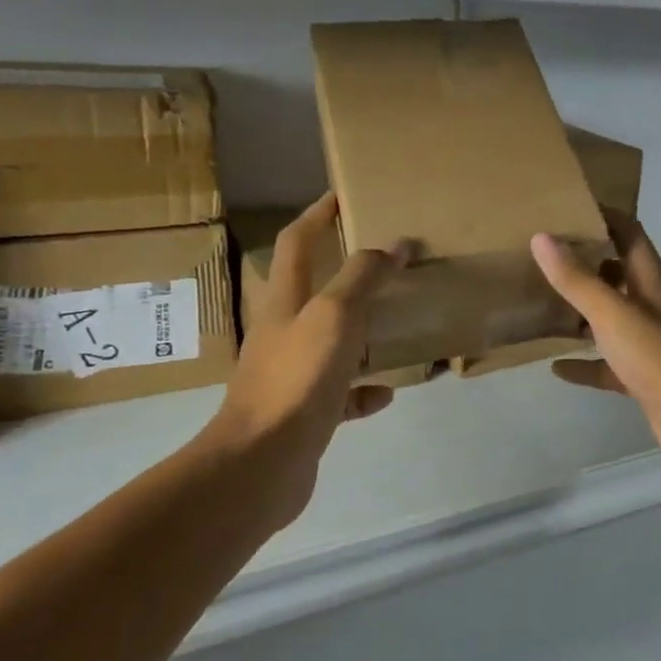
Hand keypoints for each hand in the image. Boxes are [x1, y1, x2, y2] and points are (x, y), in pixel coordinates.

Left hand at [205, 194, 408, 511]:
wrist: (262, 464)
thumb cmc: (297, 378)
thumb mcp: (335, 316)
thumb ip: (364, 277)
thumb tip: (395, 245)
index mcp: (285, 302)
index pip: (297, 243)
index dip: (317, 216)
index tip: (342, 196)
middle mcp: (284, 333)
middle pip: (315, 291)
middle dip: (347, 272)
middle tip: (386, 261)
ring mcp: (293, 375)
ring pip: (332, 342)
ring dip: (362, 331)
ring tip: (398, 322)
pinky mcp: (306, 414)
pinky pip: (342, 394)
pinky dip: (365, 389)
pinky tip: (390, 390)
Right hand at [531, 209, 660, 470]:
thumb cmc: (660, 357)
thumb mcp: (613, 313)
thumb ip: (577, 279)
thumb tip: (542, 237)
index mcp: (651, 280)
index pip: (629, 232)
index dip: (603, 215)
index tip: (567, 207)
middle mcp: (652, 304)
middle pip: (618, 272)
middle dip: (585, 262)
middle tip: (543, 256)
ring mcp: (650, 342)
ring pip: (611, 318)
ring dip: (582, 312)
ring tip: (542, 304)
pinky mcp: (643, 376)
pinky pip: (607, 364)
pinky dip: (584, 364)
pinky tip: (556, 367)